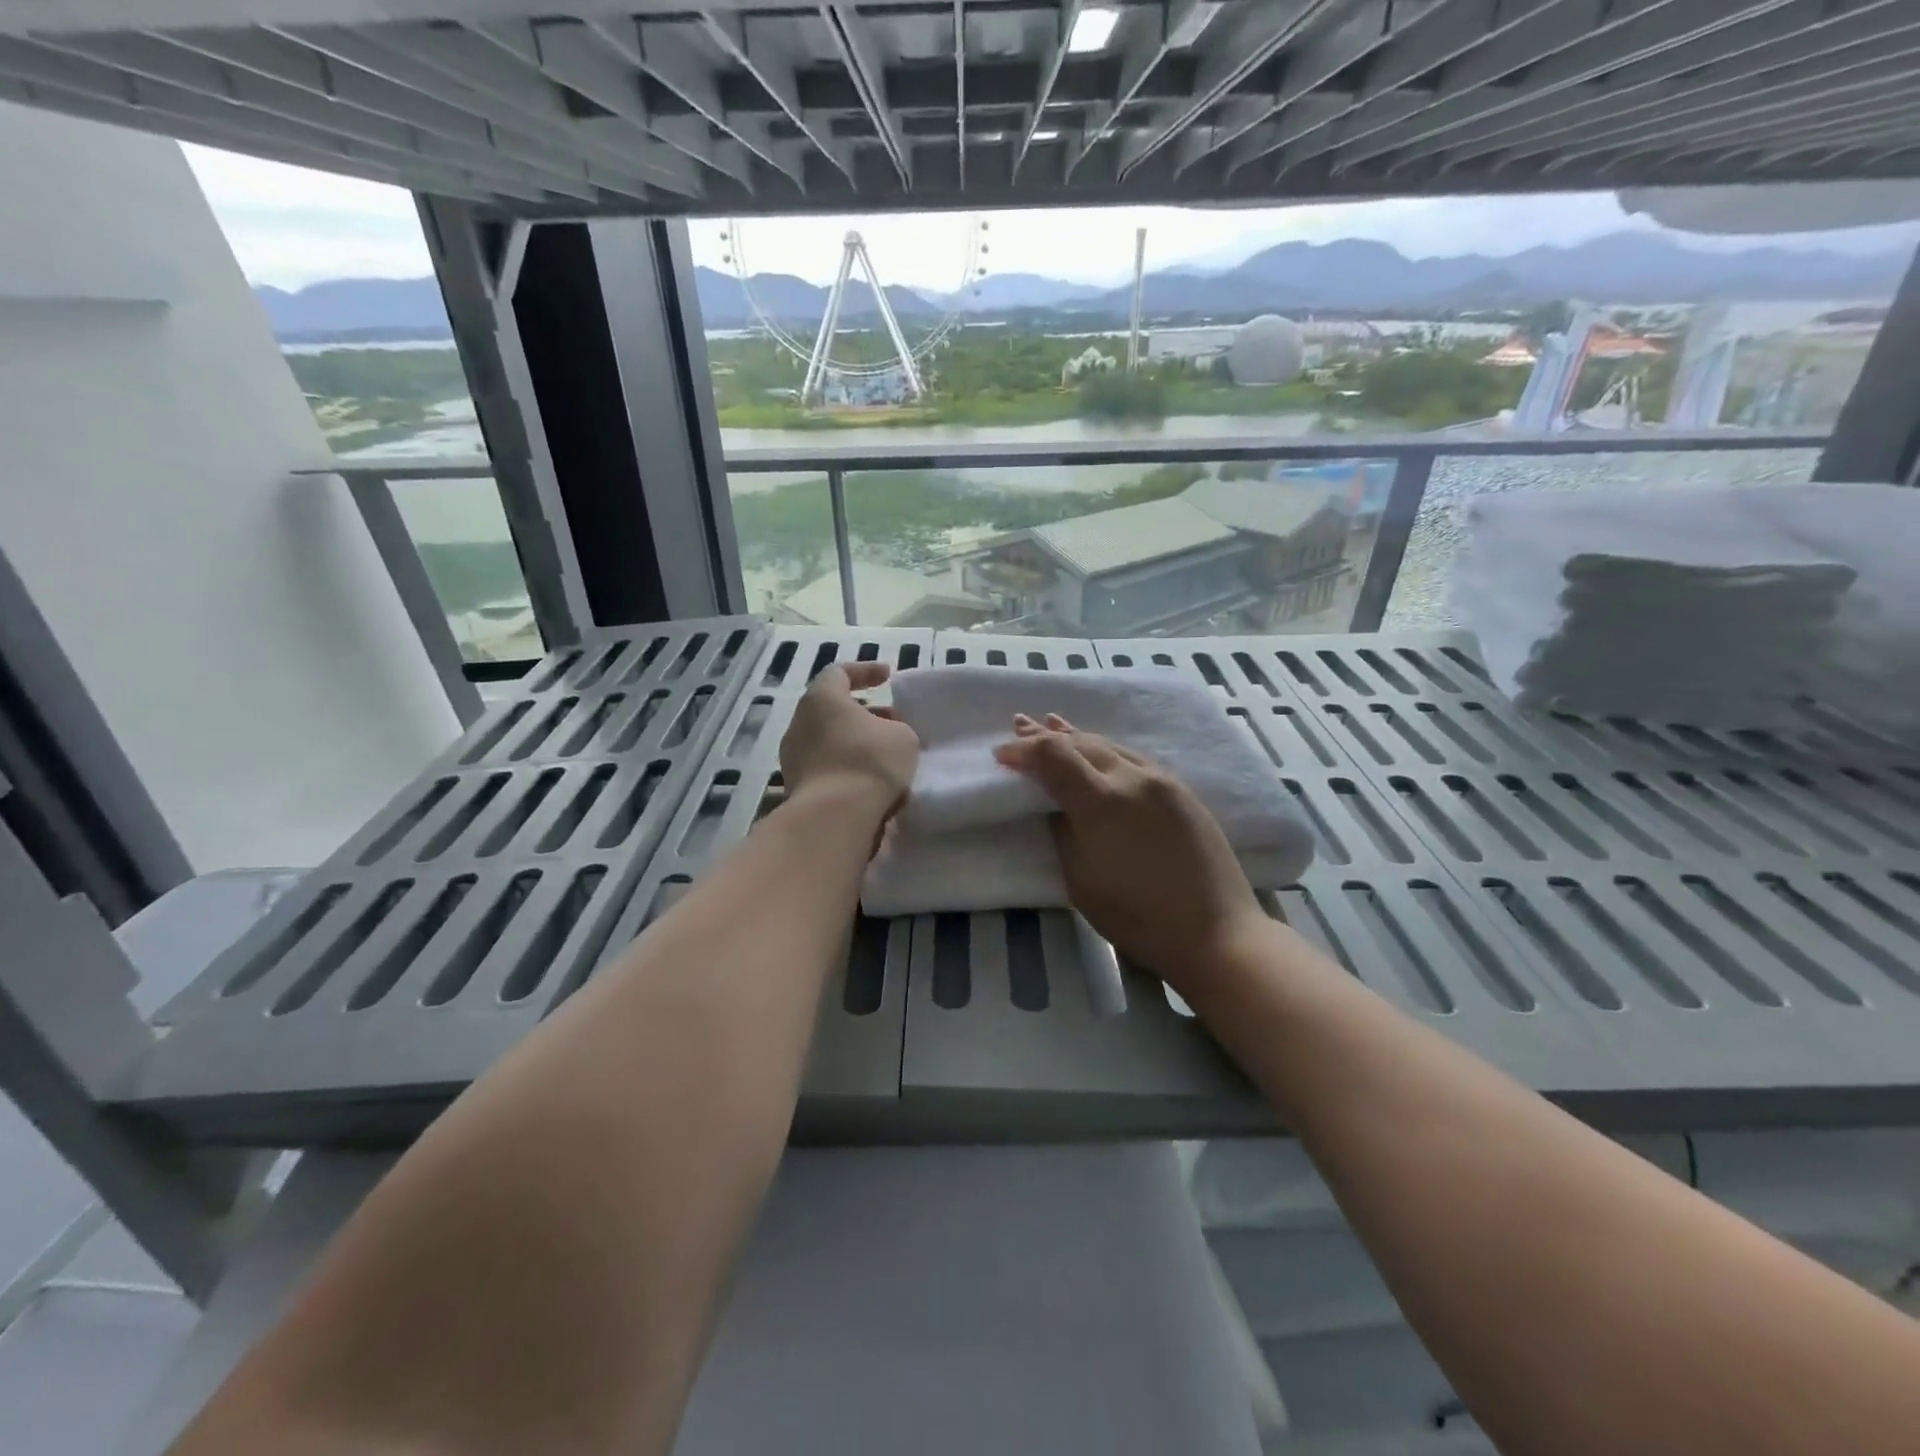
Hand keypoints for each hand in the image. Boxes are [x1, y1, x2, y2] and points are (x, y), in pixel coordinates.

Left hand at [779, 662, 918, 816]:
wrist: (834, 818)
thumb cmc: (869, 763)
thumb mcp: (902, 737)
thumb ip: (895, 727)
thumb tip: (884, 735)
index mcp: (822, 699)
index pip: (839, 672)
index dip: (866, 671)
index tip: (888, 677)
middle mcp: (799, 723)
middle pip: (831, 708)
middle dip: (862, 712)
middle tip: (890, 721)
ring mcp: (793, 757)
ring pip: (828, 740)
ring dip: (854, 743)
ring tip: (883, 755)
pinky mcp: (795, 787)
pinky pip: (825, 767)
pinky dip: (845, 767)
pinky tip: (869, 781)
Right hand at [994, 714, 1266, 997]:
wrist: (1215, 931)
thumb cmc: (1137, 916)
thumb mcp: (1080, 881)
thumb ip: (1063, 833)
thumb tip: (1058, 808)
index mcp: (1101, 801)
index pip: (1053, 756)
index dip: (1023, 751)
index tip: (1001, 754)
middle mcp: (1132, 777)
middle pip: (1081, 743)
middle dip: (1045, 735)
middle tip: (1019, 727)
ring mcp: (1161, 780)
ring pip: (1110, 745)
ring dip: (1077, 736)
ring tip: (1052, 724)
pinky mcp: (1181, 790)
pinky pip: (1133, 757)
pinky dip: (1106, 749)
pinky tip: (1098, 749)